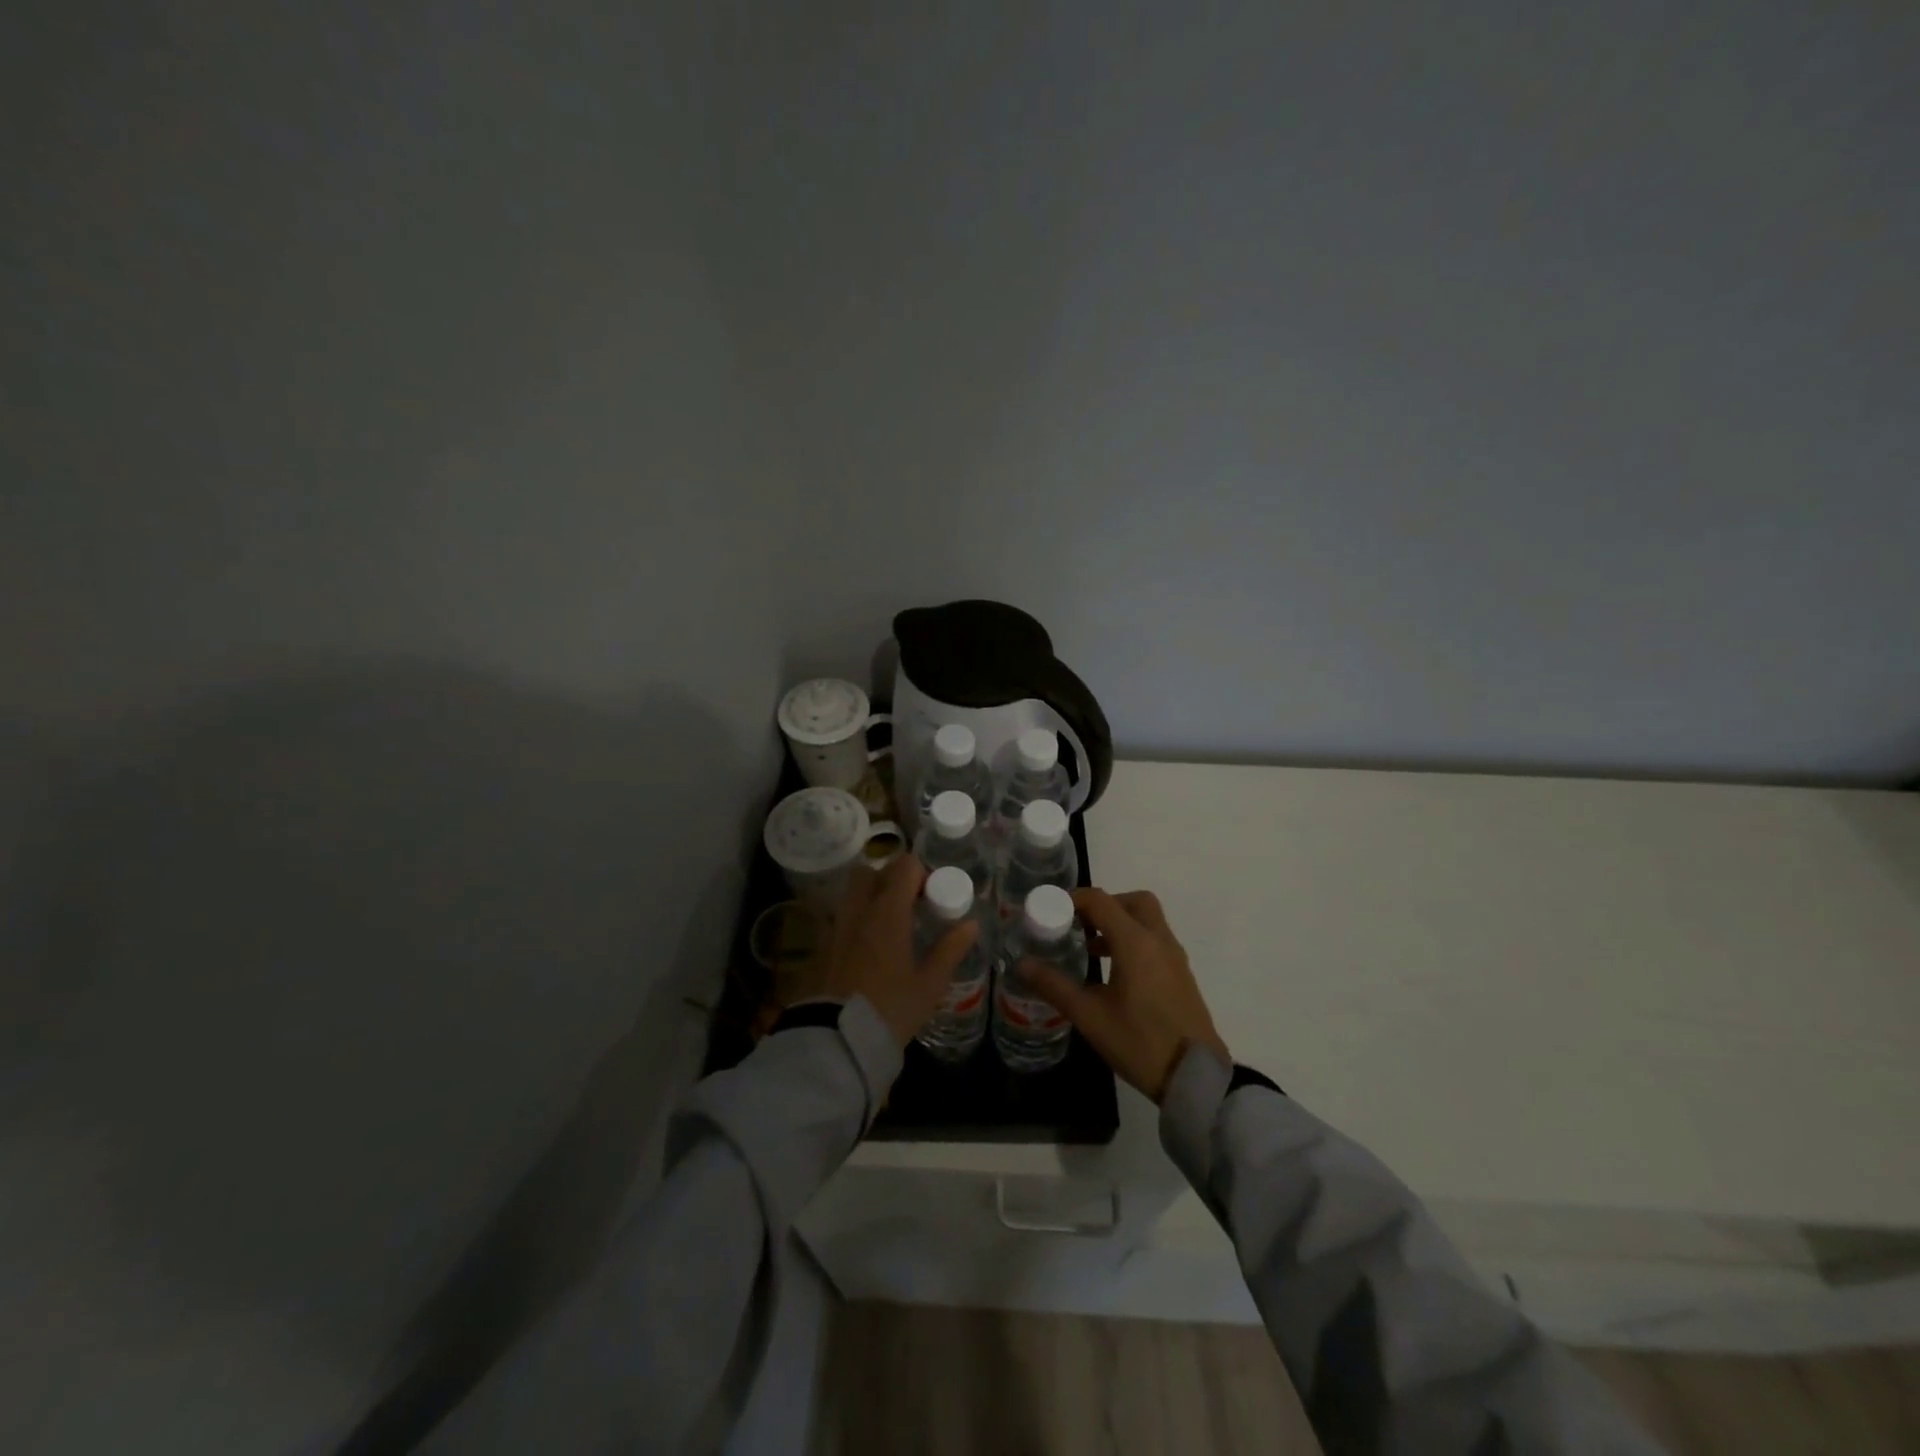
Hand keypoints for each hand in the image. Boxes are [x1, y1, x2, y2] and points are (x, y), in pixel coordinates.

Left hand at [820, 855, 979, 1049]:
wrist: (837, 1041)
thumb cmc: (890, 1009)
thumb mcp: (930, 984)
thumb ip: (950, 949)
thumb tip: (970, 924)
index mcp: (887, 912)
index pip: (904, 866)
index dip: (920, 873)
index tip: (931, 896)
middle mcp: (858, 911)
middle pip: (870, 872)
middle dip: (889, 879)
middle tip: (908, 904)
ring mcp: (835, 927)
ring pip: (851, 894)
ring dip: (870, 898)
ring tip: (888, 927)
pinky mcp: (820, 947)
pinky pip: (840, 918)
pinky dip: (855, 921)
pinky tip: (867, 949)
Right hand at [1025, 887, 1228, 1103]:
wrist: (1196, 1077)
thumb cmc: (1140, 1042)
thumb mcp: (1090, 1016)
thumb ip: (1054, 986)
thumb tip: (1022, 963)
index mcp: (1135, 943)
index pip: (1101, 901)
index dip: (1073, 899)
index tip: (1051, 909)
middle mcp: (1158, 940)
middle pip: (1133, 901)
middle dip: (1104, 905)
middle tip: (1079, 923)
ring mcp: (1174, 957)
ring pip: (1147, 920)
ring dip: (1119, 923)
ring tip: (1090, 948)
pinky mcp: (1182, 975)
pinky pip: (1156, 941)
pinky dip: (1134, 941)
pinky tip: (1115, 972)